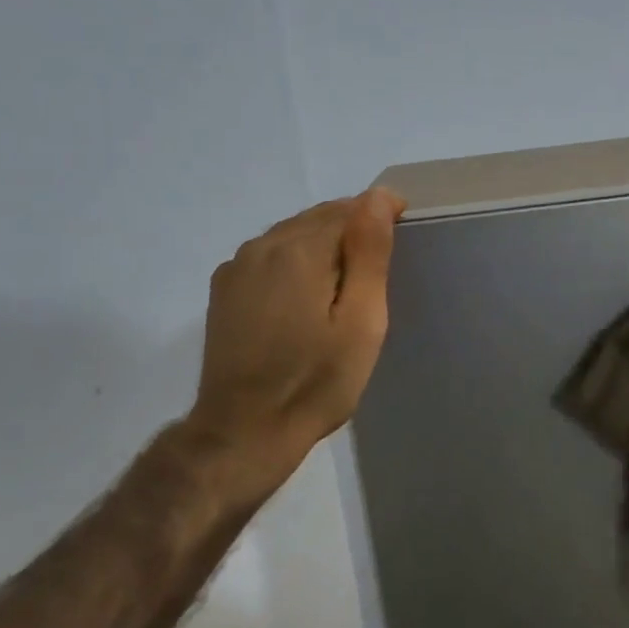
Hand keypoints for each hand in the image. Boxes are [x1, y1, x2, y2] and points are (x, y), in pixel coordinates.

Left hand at [183, 188, 405, 473]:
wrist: (245, 431)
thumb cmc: (316, 381)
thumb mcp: (361, 322)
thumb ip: (368, 255)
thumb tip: (376, 197)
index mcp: (299, 251)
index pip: (348, 208)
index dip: (379, 214)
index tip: (403, 230)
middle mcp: (262, 246)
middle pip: (317, 217)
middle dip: (352, 227)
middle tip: (381, 260)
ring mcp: (237, 268)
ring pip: (292, 234)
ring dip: (323, 243)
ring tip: (348, 277)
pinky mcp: (225, 291)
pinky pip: (269, 256)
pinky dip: (295, 260)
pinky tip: (307, 293)